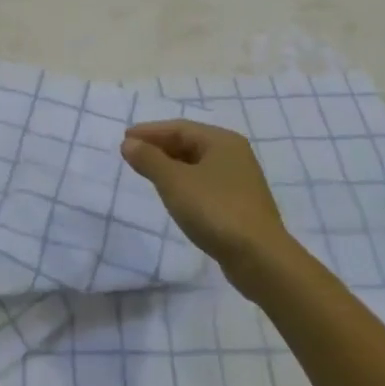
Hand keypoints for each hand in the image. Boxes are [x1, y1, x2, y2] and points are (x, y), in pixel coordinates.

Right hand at [121, 121, 297, 280]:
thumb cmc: (215, 210)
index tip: (125, 138)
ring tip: (148, 173)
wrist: (259, 258)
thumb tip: (129, 143)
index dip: (150, 132)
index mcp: (222, 141)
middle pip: (190, 143)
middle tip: (133, 154)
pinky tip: (174, 195)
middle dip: (160, 147)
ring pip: (198, 164)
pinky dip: (185, 183)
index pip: (179, 128)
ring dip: (171, 165)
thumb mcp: (175, 182)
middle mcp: (234, 155)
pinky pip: (205, 183)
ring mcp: (240, 180)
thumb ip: (149, 160)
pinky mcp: (240, 205)